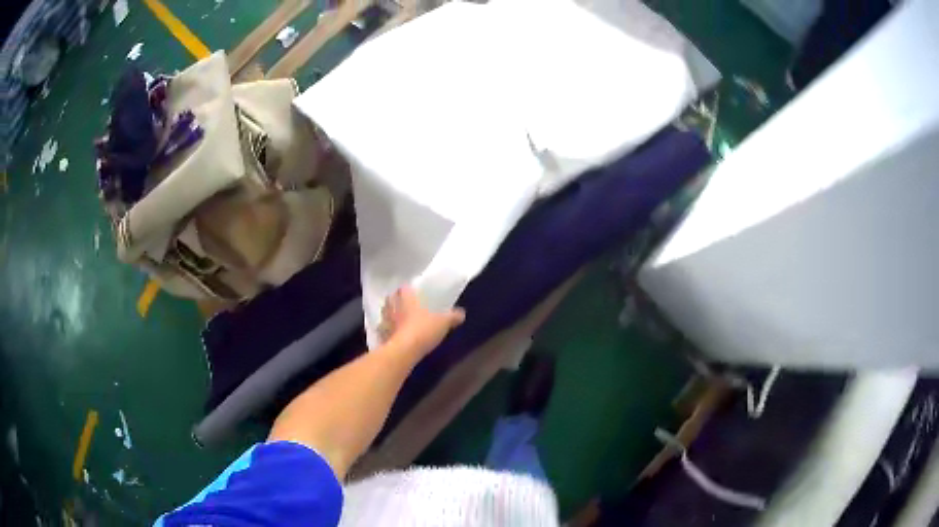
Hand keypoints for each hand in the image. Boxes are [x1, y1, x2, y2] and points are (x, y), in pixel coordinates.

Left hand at [379, 286, 464, 356]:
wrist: (404, 350)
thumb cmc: (423, 329)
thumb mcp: (443, 322)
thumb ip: (452, 317)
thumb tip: (462, 313)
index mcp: (407, 299)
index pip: (404, 287)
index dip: (407, 288)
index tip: (412, 291)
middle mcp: (393, 307)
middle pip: (390, 298)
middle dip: (395, 300)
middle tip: (403, 304)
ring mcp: (385, 321)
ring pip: (384, 313)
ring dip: (389, 315)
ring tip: (397, 319)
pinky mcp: (382, 336)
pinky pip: (383, 330)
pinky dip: (386, 331)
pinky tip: (393, 335)